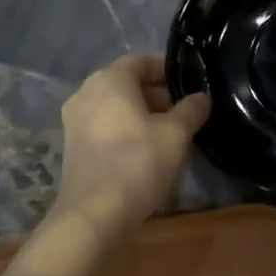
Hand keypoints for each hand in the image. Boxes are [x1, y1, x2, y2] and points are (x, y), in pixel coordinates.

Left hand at [49, 53, 209, 237]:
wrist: (94, 214)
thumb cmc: (137, 163)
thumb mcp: (176, 134)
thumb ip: (191, 110)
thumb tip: (201, 97)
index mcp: (109, 80)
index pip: (140, 61)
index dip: (167, 68)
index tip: (191, 81)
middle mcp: (86, 93)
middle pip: (126, 83)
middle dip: (157, 93)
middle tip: (186, 109)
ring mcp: (75, 121)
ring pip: (115, 106)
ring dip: (142, 113)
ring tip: (171, 131)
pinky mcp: (73, 146)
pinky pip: (105, 125)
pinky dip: (126, 129)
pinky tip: (147, 149)